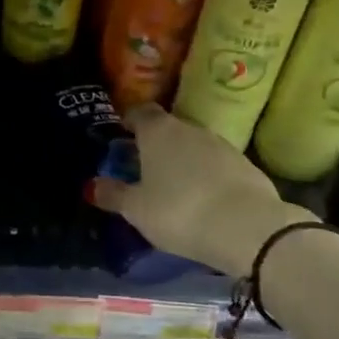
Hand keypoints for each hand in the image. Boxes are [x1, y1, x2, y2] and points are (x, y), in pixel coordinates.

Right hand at [89, 104, 314, 277]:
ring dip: (183, 159)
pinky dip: (207, 175)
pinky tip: (204, 197)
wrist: (247, 227)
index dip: (129, 121)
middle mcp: (189, 128)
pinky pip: (217, 164)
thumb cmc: (179, 211)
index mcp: (158, 131)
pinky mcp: (246, 164)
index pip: (140, 112)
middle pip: (168, 128)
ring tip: (174, 185)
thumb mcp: (137, 210)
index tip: (121, 134)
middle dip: (155, 144)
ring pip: (194, 145)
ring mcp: (221, 144)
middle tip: (144, 166)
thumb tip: (91, 185)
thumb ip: (113, 194)